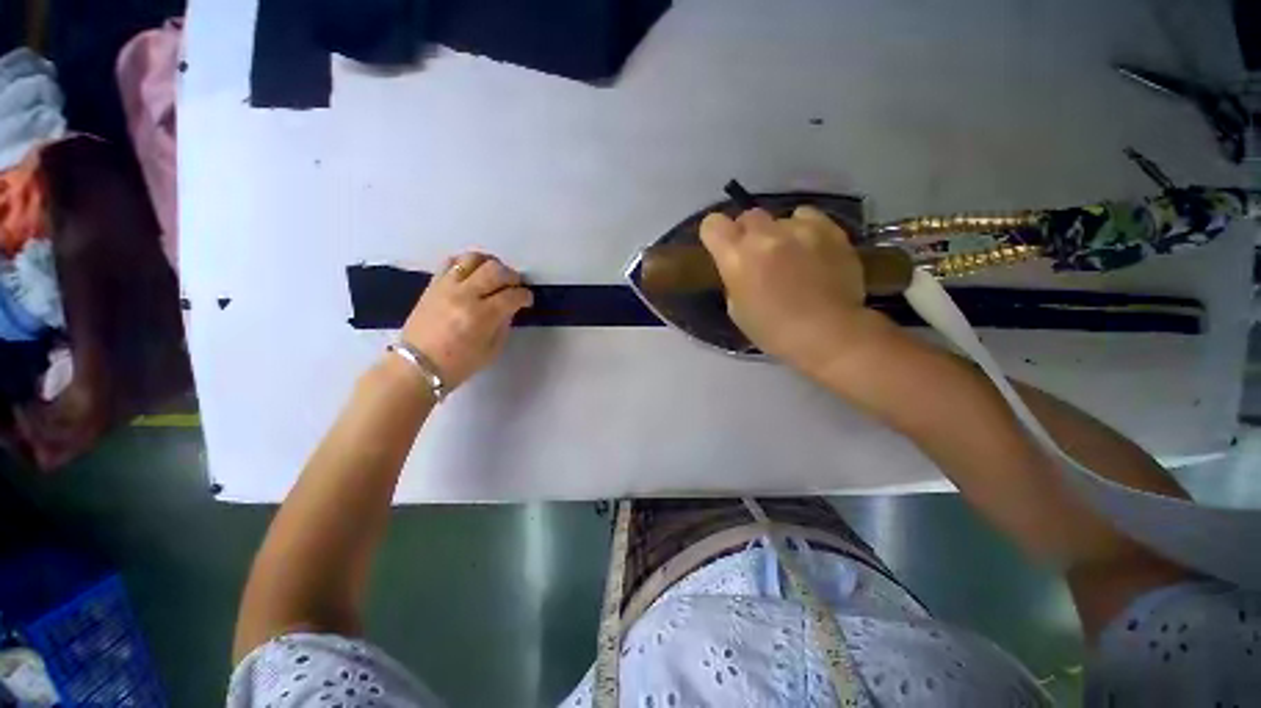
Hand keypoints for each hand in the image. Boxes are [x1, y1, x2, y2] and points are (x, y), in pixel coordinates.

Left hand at [401, 252, 533, 391]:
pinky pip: (452, 261)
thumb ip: (504, 324)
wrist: (417, 365)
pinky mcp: (433, 284)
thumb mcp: (492, 349)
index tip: (527, 300)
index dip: (525, 296)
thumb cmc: (459, 364)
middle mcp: (465, 295)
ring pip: (473, 259)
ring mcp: (446, 286)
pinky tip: (474, 273)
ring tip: (495, 275)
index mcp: (482, 316)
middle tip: (515, 286)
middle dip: (512, 276)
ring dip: (490, 263)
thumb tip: (510, 307)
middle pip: (496, 270)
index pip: (512, 295)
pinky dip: (467, 263)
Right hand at [699, 206, 894, 375]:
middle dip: (748, 233)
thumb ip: (734, 279)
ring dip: (779, 234)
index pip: (713, 224)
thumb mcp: (737, 310)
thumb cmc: (774, 331)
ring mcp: (799, 229)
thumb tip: (742, 267)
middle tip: (758, 255)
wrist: (828, 334)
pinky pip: (807, 216)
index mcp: (736, 258)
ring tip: (791, 256)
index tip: (722, 247)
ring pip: (780, 218)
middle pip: (748, 216)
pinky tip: (811, 249)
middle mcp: (764, 236)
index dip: (715, 234)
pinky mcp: (829, 229)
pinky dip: (804, 229)